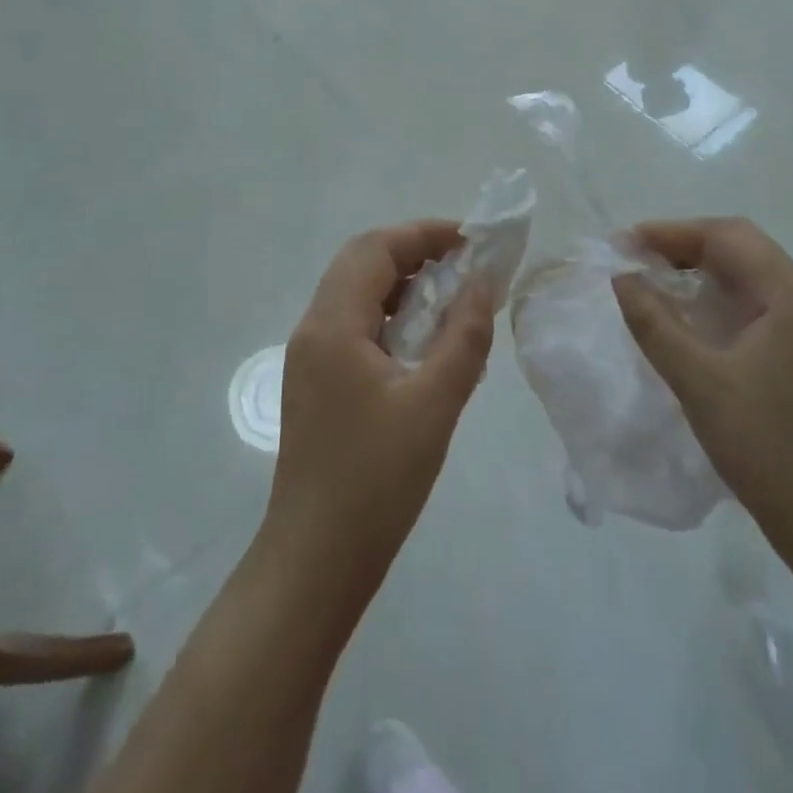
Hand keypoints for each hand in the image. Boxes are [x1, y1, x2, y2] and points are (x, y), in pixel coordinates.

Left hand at [261, 221, 495, 607]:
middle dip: (414, 254)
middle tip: (465, 266)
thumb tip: (483, 283)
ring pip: (356, 295)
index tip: (472, 241)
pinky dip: (390, 318)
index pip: (376, 248)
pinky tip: (425, 344)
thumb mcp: (434, 403)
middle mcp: (313, 329)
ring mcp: (310, 358)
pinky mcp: (316, 383)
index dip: (424, 234)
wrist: (317, 558)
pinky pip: (354, 328)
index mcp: (333, 324)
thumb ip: (463, 336)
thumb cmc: (377, 480)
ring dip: (402, 286)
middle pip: (361, 264)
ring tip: (452, 301)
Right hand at [612, 218, 792, 565]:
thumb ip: (655, 324)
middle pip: (744, 250)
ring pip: (753, 279)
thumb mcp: (699, 383)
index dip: (673, 232)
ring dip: (703, 273)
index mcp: (792, 301)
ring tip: (656, 284)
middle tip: (637, 261)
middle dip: (686, 247)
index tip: (625, 245)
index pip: (729, 237)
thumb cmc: (767, 448)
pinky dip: (721, 301)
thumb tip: (621, 278)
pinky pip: (760, 308)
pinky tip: (693, 322)